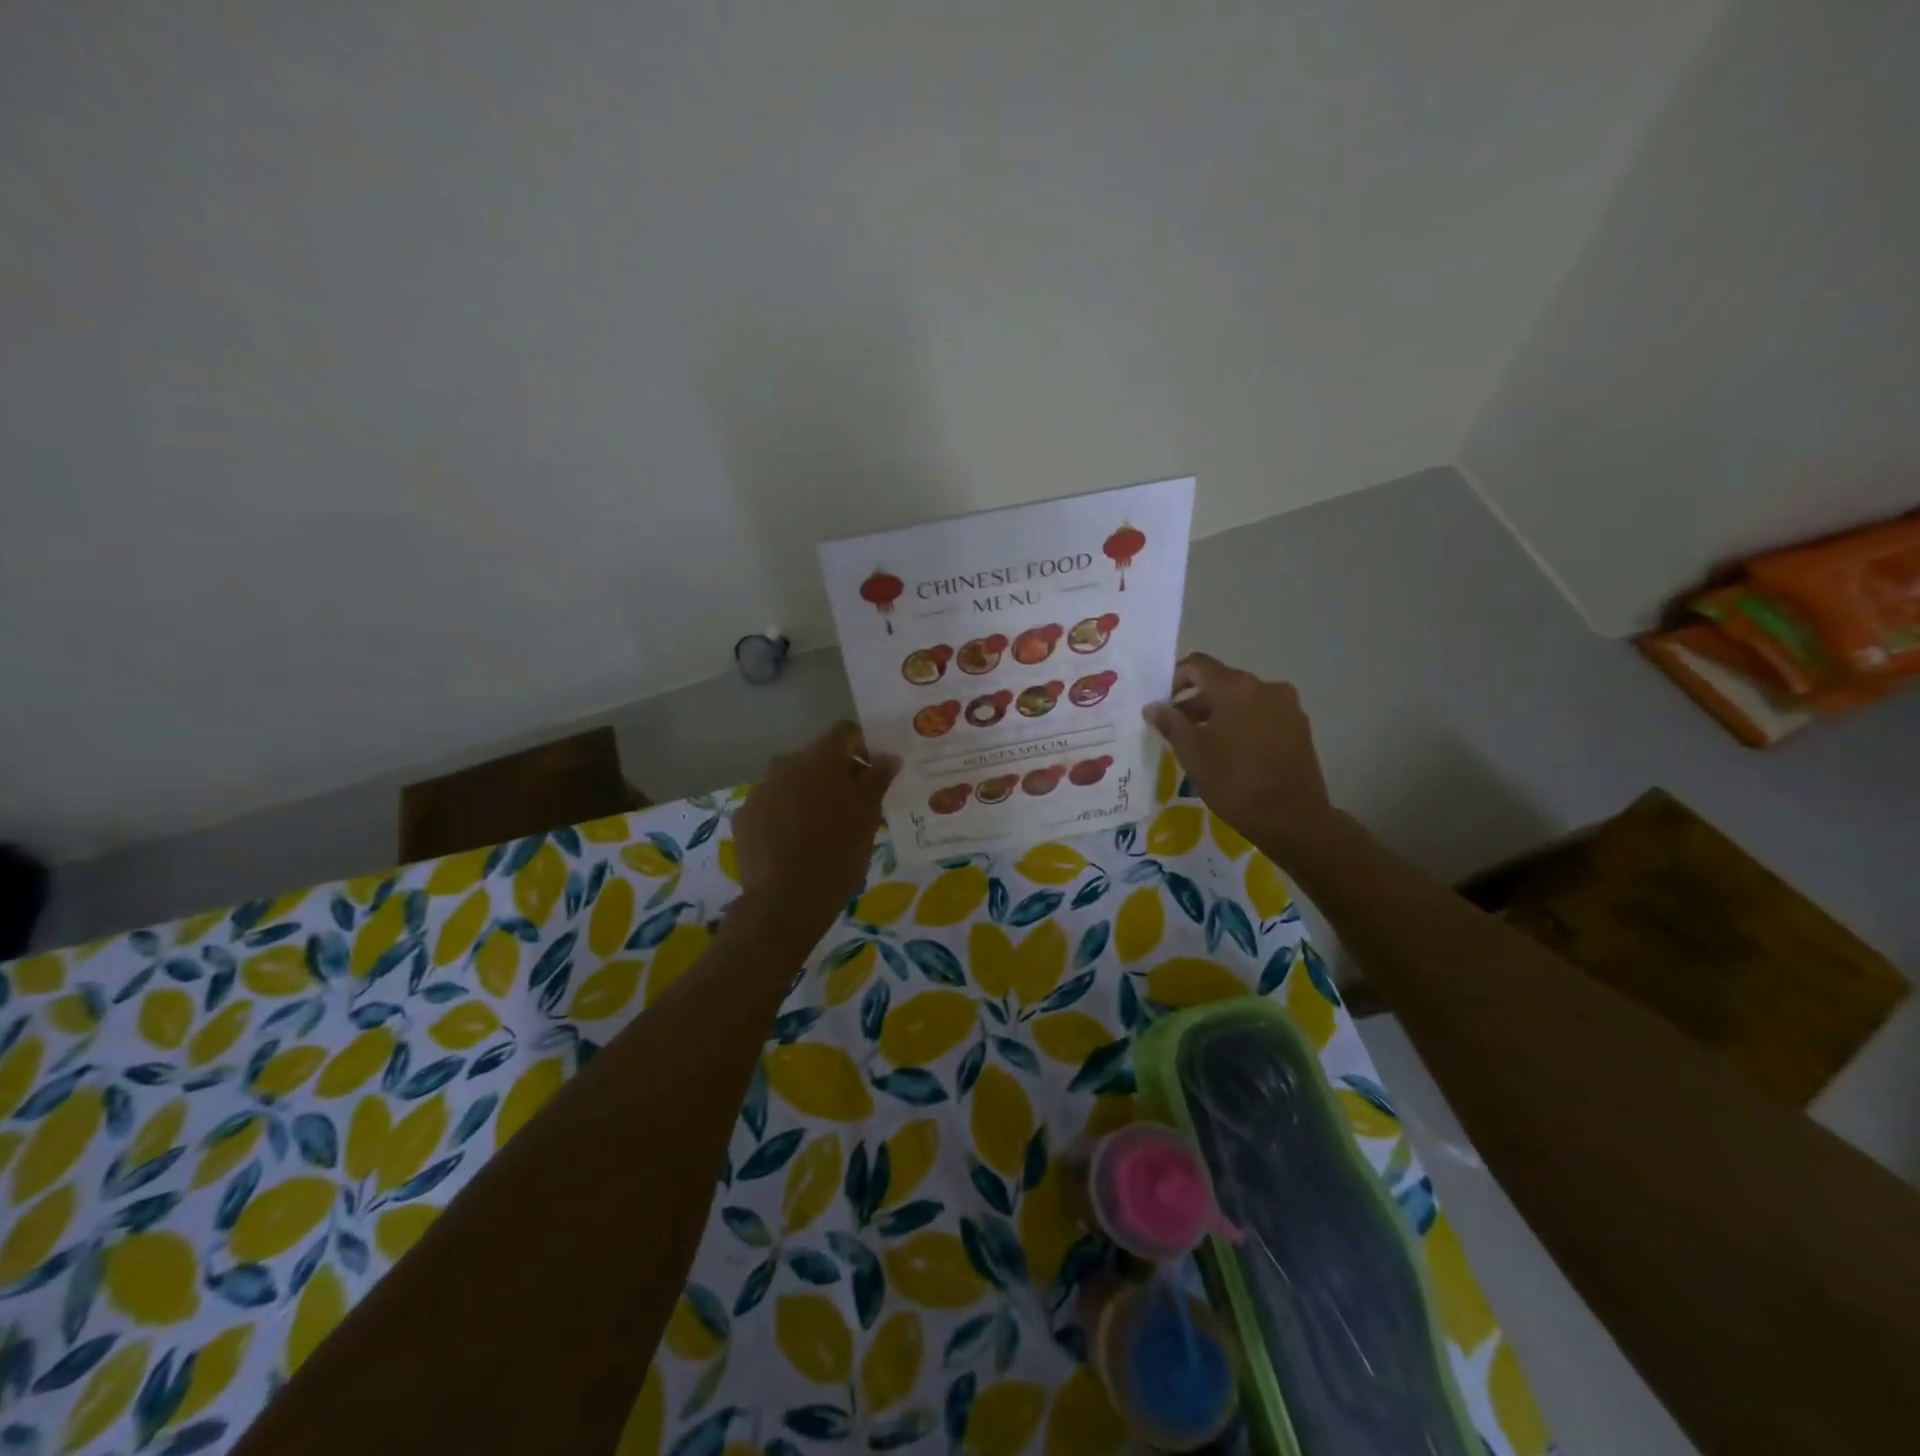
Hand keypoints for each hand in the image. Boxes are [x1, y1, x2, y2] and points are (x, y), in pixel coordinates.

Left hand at [732, 722, 900, 945]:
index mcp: (820, 759)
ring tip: (820, 829)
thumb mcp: (868, 817)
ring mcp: (760, 790)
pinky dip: (784, 815)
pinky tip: (793, 844)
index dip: (861, 746)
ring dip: (808, 795)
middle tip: (851, 806)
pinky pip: (771, 806)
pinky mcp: (744, 817)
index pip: (844, 732)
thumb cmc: (838, 854)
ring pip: (791, 782)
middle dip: (835, 775)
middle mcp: (785, 765)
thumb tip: (888, 757)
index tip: (872, 773)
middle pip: (816, 758)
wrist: (786, 902)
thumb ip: (877, 779)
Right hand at [1142, 653, 1335, 869]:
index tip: (1163, 705)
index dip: (1175, 679)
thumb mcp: (1192, 753)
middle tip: (1179, 730)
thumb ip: (1170, 723)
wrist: (1292, 818)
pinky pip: (1262, 714)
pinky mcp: (1300, 726)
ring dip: (1220, 713)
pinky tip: (1235, 752)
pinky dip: (1243, 723)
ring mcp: (1287, 705)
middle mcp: (1264, 686)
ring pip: (1243, 699)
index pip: (1197, 665)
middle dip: (1196, 701)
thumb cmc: (1234, 781)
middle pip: (1221, 682)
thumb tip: (1154, 706)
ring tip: (1206, 744)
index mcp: (1234, 687)